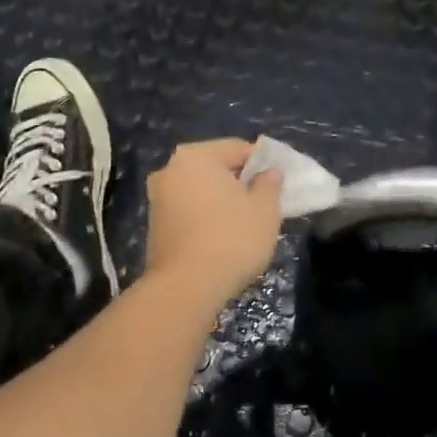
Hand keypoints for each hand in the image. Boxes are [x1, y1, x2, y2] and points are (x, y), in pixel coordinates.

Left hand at [144, 140, 283, 308]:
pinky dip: (207, 216)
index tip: (282, 181)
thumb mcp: (265, 211)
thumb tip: (270, 173)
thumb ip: (270, 186)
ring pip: (201, 191)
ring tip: (247, 222)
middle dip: (241, 182)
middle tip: (266, 202)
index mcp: (196, 156)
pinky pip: (189, 210)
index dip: (265, 163)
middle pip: (216, 168)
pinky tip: (224, 236)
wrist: (186, 287)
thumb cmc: (232, 239)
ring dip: (223, 201)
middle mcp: (171, 170)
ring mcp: (158, 198)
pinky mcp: (155, 225)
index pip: (239, 149)